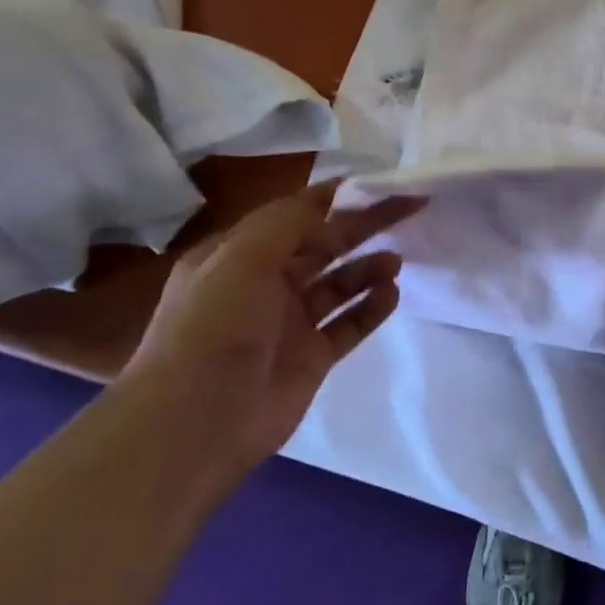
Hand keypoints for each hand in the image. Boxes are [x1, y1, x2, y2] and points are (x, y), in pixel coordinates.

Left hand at [121, 180, 423, 474]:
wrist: (197, 421)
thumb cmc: (213, 328)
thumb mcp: (241, 259)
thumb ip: (290, 224)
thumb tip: (334, 214)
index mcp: (238, 256)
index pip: (294, 215)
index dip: (334, 197)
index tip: (376, 183)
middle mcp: (264, 285)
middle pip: (323, 246)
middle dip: (361, 227)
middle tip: (407, 210)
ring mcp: (290, 324)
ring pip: (338, 285)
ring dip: (367, 268)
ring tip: (397, 261)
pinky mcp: (312, 358)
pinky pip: (349, 324)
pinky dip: (371, 308)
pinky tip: (392, 294)